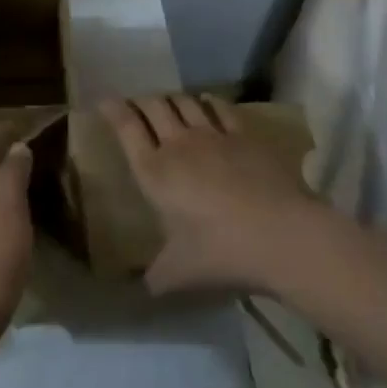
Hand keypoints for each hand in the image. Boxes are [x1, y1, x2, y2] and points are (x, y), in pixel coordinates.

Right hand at [102, 95, 320, 294]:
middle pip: (154, 107)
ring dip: (173, 99)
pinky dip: (209, 102)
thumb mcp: (179, 273)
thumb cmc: (221, 252)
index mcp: (154, 172)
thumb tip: (142, 288)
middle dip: (142, 101)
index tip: (104, 100)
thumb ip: (156, 276)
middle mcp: (178, 144)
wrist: (282, 235)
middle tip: (137, 105)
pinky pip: (220, 108)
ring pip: (185, 102)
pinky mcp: (244, 135)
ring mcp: (214, 135)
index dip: (113, 110)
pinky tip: (207, 102)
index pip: (126, 128)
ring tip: (169, 103)